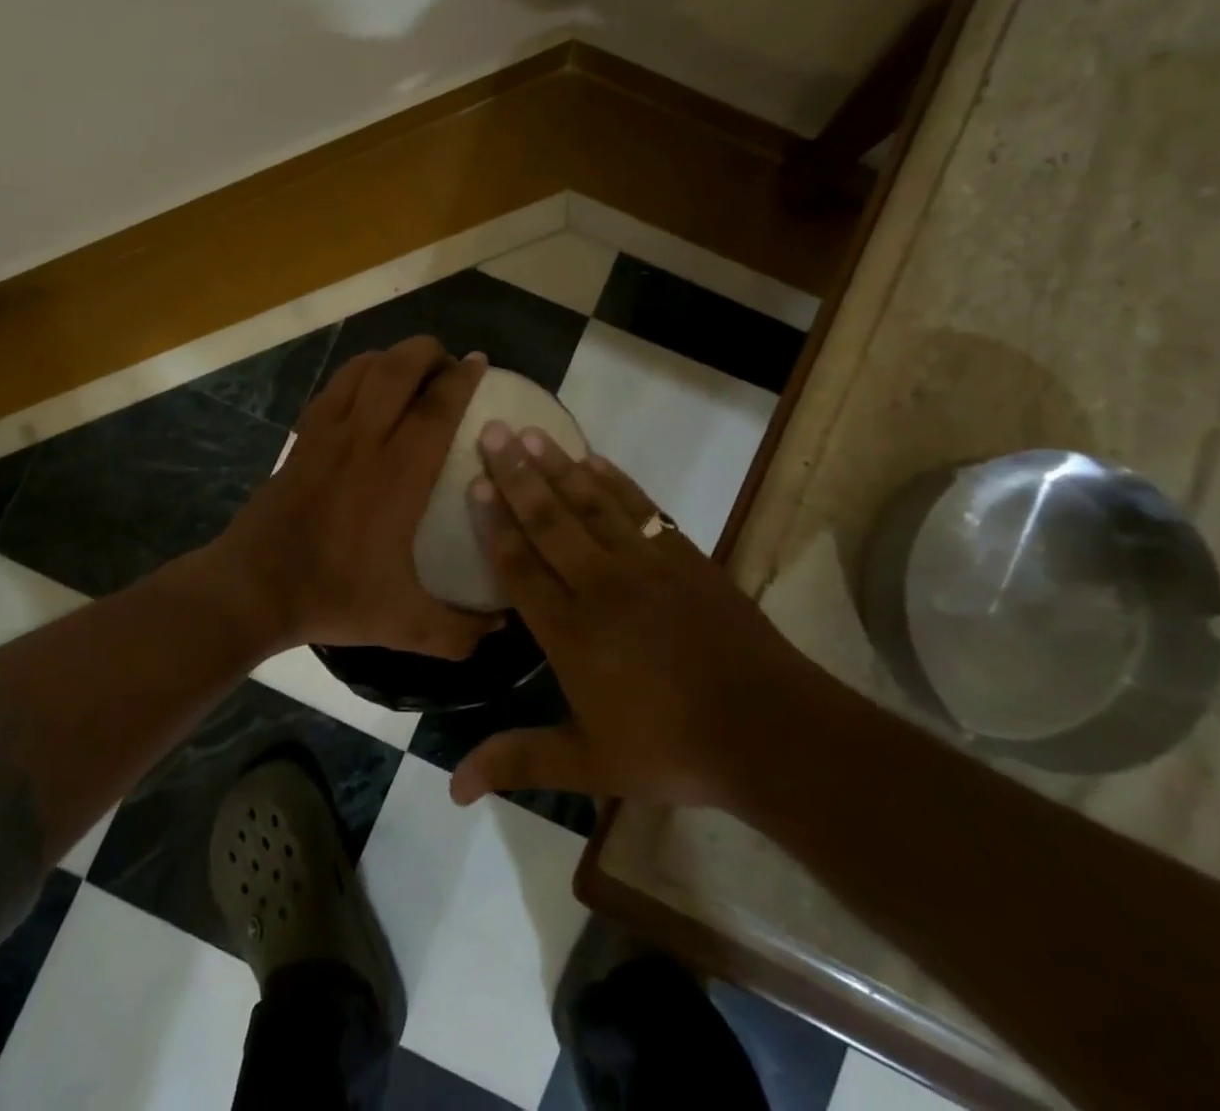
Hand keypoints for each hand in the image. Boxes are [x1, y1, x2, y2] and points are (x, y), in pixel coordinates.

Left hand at [216, 336, 496, 660]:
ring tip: (412, 367)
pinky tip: (367, 390)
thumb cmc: (332, 597)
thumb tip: (503, 626)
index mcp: (397, 475)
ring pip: (361, 370)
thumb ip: (459, 630)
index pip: (436, 408)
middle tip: (449, 360)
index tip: (481, 363)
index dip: (462, 379)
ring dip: (391, 357)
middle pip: (397, 370)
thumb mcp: (405, 624)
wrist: (252, 589)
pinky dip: (357, 374)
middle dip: (428, 352)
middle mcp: (363, 441)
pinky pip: (333, 388)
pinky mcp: (300, 439)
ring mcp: (325, 434)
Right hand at [449, 424, 833, 812]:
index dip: (494, 523)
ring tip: (534, 433)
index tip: (474, 483)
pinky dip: (616, 482)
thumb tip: (451, 788)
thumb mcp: (589, 764)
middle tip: (493, 431)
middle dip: (517, 474)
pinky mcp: (684, 556)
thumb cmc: (671, 748)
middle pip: (549, 520)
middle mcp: (600, 585)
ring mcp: (646, 564)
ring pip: (592, 504)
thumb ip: (519, 761)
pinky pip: (641, 507)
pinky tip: (596, 460)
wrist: (768, 729)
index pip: (520, 566)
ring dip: (560, 466)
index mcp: (571, 631)